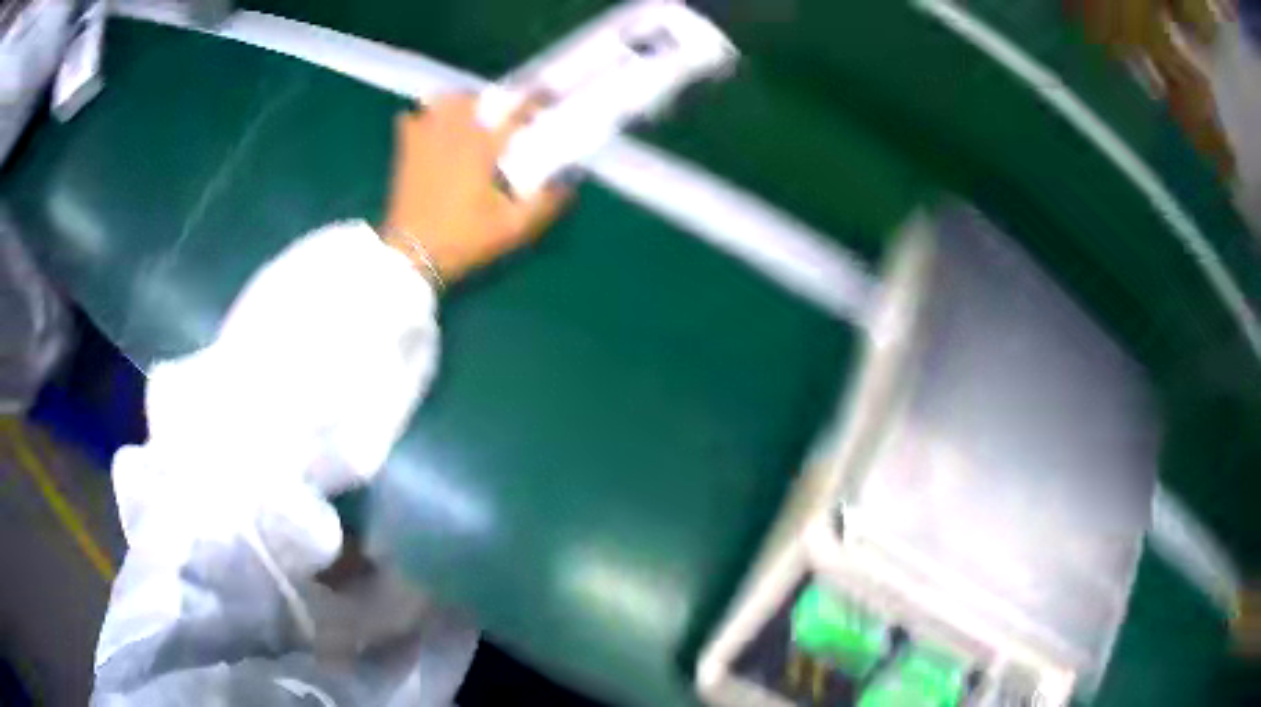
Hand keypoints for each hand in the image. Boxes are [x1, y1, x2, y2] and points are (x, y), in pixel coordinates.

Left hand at [382, 93, 570, 283]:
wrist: (412, 254)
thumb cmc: (463, 240)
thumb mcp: (512, 229)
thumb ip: (543, 206)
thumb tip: (568, 187)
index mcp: (483, 148)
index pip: (515, 112)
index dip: (534, 101)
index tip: (547, 97)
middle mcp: (454, 134)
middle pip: (474, 98)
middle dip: (490, 100)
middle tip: (500, 113)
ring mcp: (426, 139)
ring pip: (442, 101)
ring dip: (457, 103)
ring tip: (466, 117)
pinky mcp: (406, 151)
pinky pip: (411, 119)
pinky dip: (422, 118)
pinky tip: (430, 130)